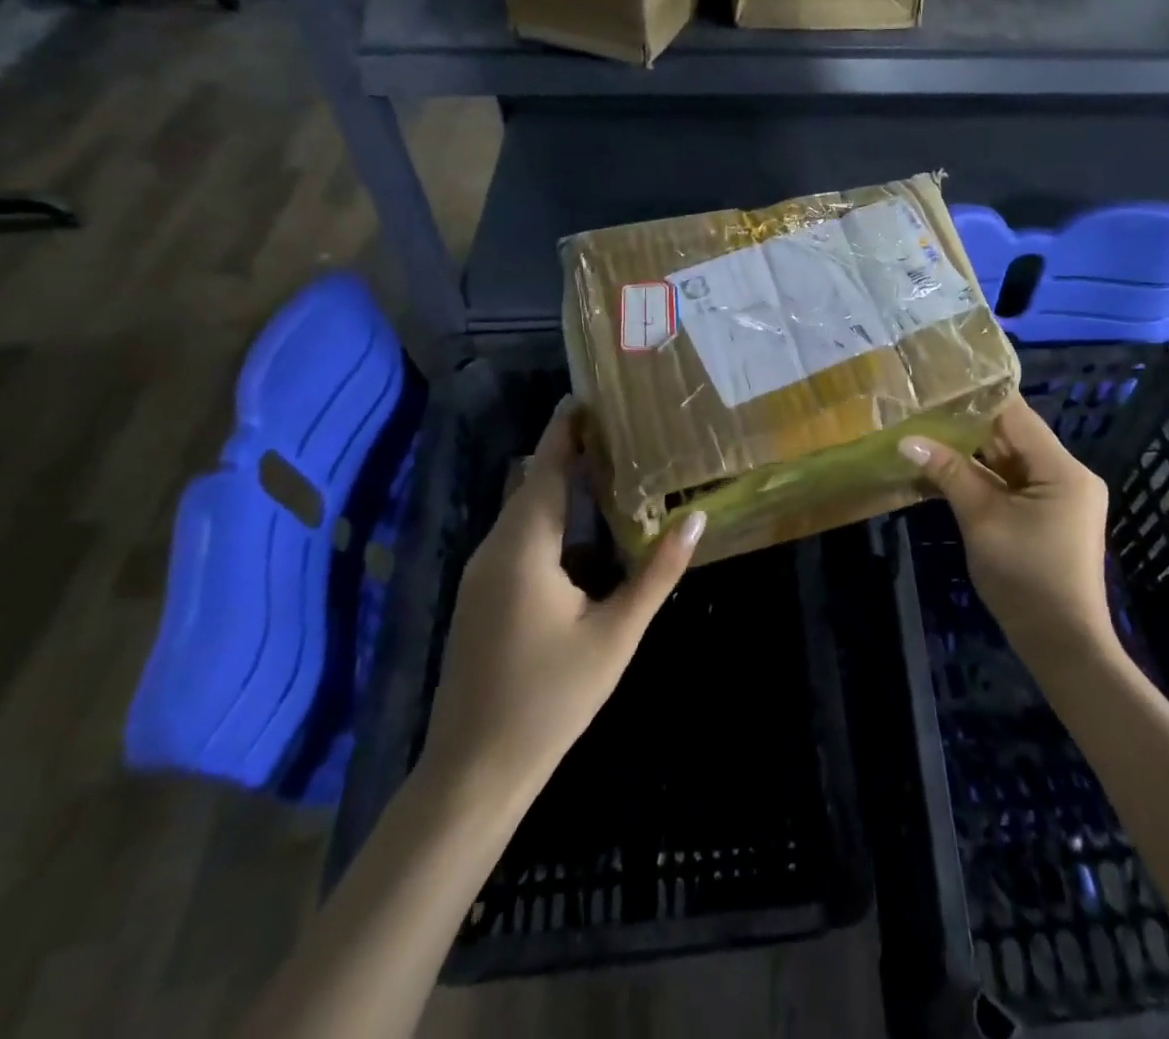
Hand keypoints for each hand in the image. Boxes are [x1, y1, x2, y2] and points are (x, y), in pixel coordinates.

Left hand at [417, 399, 704, 801]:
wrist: (474, 771)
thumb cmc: (551, 698)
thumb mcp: (615, 634)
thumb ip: (656, 573)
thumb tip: (695, 519)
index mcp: (523, 548)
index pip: (544, 468)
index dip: (565, 431)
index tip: (590, 397)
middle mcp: (493, 550)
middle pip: (531, 485)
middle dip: (568, 454)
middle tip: (619, 433)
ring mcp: (480, 575)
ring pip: (523, 515)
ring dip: (559, 491)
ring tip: (609, 474)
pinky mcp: (480, 598)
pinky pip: (517, 541)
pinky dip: (549, 523)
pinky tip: (584, 539)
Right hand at [900, 399, 1114, 671]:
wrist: (1062, 644)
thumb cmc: (1025, 577)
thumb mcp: (982, 520)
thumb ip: (949, 474)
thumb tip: (907, 440)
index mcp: (1062, 469)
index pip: (1017, 416)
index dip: (980, 396)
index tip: (942, 380)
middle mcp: (1067, 475)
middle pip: (1014, 437)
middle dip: (969, 425)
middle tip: (925, 405)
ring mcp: (1059, 497)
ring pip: (1010, 462)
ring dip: (973, 453)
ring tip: (927, 429)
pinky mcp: (1048, 517)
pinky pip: (1012, 485)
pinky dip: (983, 478)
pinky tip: (947, 468)